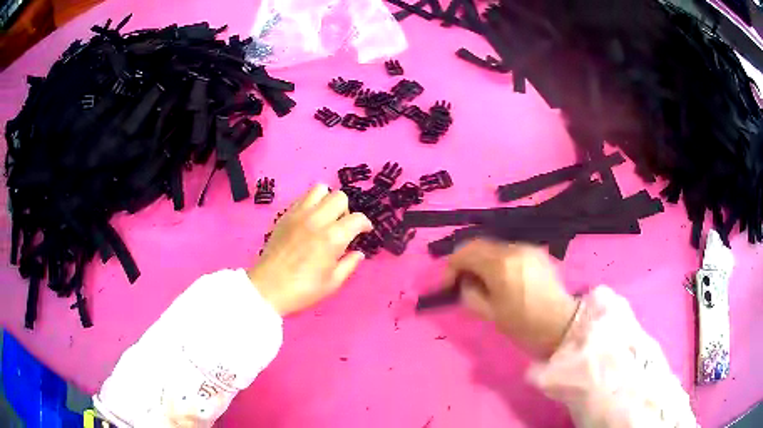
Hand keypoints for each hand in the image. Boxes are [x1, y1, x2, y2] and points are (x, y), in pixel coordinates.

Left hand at [247, 184, 372, 315]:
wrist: (268, 288)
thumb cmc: (303, 289)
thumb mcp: (332, 283)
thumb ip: (349, 264)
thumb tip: (358, 253)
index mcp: (332, 237)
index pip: (357, 219)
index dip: (365, 224)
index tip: (364, 231)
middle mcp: (317, 219)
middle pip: (339, 196)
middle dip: (346, 210)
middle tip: (342, 226)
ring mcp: (298, 214)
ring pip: (319, 189)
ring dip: (327, 200)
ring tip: (325, 217)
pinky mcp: (285, 215)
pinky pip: (302, 198)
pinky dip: (311, 203)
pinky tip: (309, 220)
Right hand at [443, 239, 577, 358]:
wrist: (561, 324)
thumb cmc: (524, 323)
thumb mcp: (490, 314)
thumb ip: (470, 294)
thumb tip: (465, 282)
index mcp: (500, 265)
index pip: (464, 252)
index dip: (451, 267)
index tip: (449, 286)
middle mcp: (513, 249)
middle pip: (478, 244)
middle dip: (465, 261)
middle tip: (463, 282)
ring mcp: (527, 248)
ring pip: (494, 246)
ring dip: (482, 260)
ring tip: (483, 282)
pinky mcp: (536, 252)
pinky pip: (509, 250)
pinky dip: (498, 260)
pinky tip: (503, 278)